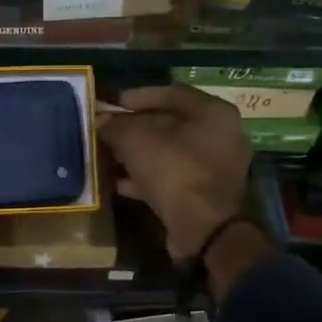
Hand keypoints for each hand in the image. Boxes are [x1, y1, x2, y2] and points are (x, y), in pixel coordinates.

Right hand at [96, 85, 252, 258]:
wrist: (203, 229)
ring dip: (137, 154)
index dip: (138, 96)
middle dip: (134, 127)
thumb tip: (101, 121)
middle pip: (170, 123)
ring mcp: (214, 168)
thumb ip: (116, 126)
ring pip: (168, 152)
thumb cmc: (174, 171)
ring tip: (106, 155)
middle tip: (106, 131)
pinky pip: (170, 177)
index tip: (112, 105)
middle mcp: (220, 136)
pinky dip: (145, 177)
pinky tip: (117, 182)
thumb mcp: (136, 141)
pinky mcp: (203, 194)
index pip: (172, 93)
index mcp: (213, 113)